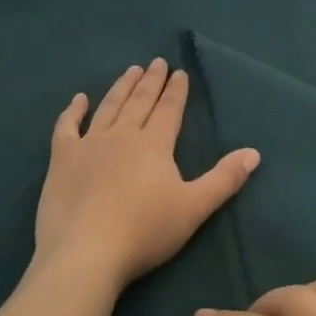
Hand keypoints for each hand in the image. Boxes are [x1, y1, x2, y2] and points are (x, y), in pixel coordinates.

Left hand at [34, 59, 260, 293]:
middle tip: (156, 62)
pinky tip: (79, 99)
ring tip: (130, 70)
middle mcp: (122, 135)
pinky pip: (67, 127)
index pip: (169, 110)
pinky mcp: (62, 159)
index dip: (176, 91)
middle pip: (139, 102)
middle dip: (151, 81)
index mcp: (154, 144)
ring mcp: (89, 144)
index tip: (179, 72)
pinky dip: (73, 111)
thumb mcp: (194, 208)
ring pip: (108, 107)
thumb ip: (224, 179)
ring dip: (121, 87)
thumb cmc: (145, 232)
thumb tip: (253, 152)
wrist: (86, 253)